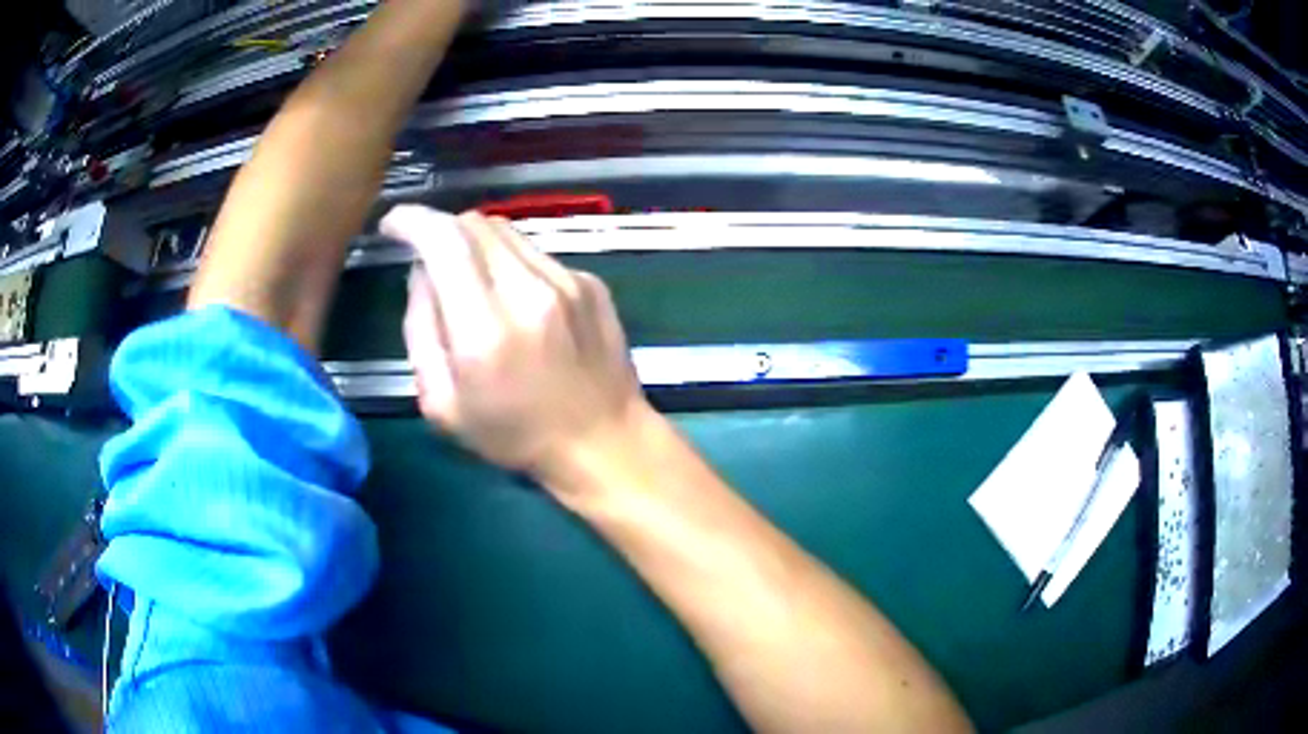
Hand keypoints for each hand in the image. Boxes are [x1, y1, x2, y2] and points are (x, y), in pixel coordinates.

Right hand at [383, 206, 652, 489]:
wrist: (604, 442)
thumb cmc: (516, 436)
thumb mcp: (443, 404)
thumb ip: (421, 330)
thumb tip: (422, 274)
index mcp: (485, 329)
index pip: (443, 240)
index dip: (412, 221)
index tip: (393, 225)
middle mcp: (529, 291)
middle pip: (474, 224)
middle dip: (440, 230)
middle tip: (428, 259)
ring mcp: (568, 281)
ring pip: (506, 232)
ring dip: (475, 244)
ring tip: (470, 281)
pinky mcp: (590, 282)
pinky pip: (536, 253)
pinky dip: (511, 263)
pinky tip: (516, 301)